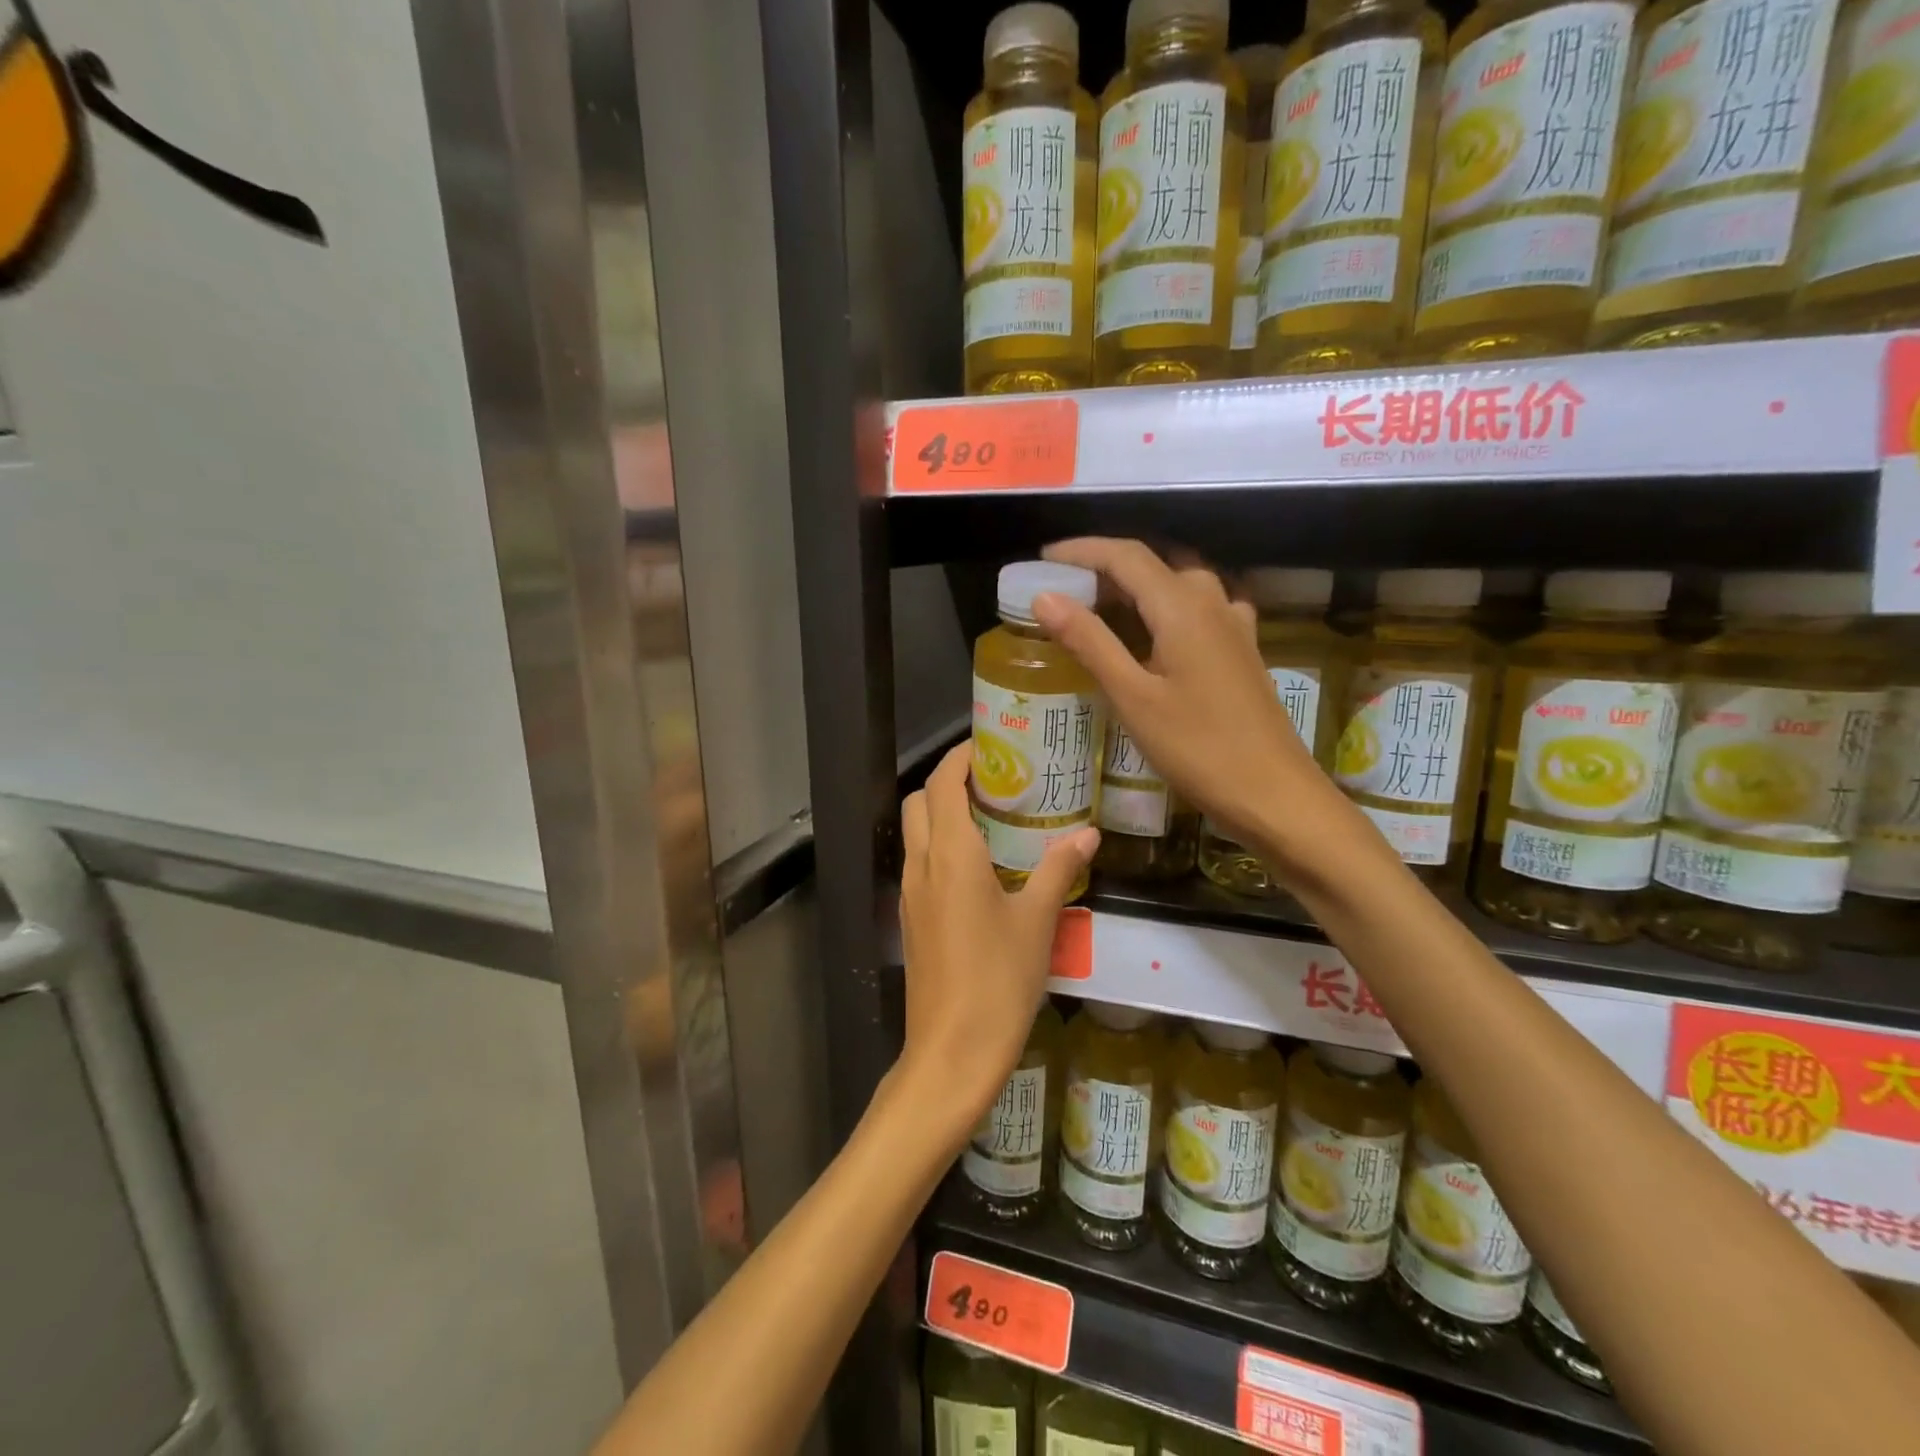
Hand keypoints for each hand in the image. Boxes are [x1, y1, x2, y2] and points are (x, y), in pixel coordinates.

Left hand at [896, 742, 1098, 1142]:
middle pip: (919, 802)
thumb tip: (1086, 834)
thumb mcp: (1037, 922)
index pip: (942, 783)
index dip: (961, 757)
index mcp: (950, 855)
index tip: (991, 746)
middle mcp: (920, 865)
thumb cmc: (998, 981)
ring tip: (992, 818)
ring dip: (942, 814)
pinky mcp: (910, 920)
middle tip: (995, 782)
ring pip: (915, 834)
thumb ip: (1057, 869)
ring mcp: (909, 894)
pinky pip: (919, 865)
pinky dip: (940, 847)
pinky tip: (980, 868)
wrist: (951, 1052)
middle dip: (948, 782)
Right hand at [1033, 538, 1341, 858]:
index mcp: (1182, 606)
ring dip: (1138, 584)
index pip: (1125, 556)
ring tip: (1101, 606)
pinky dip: (1167, 605)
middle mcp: (1212, 601)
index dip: (1082, 551)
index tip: (1044, 559)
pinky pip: (1200, 607)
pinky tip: (1157, 631)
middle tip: (1065, 587)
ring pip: (1179, 583)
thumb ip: (1089, 642)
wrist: (1273, 793)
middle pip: (1154, 563)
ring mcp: (1233, 624)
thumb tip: (1045, 597)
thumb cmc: (1197, 747)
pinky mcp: (1242, 649)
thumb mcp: (1133, 696)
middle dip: (1106, 566)